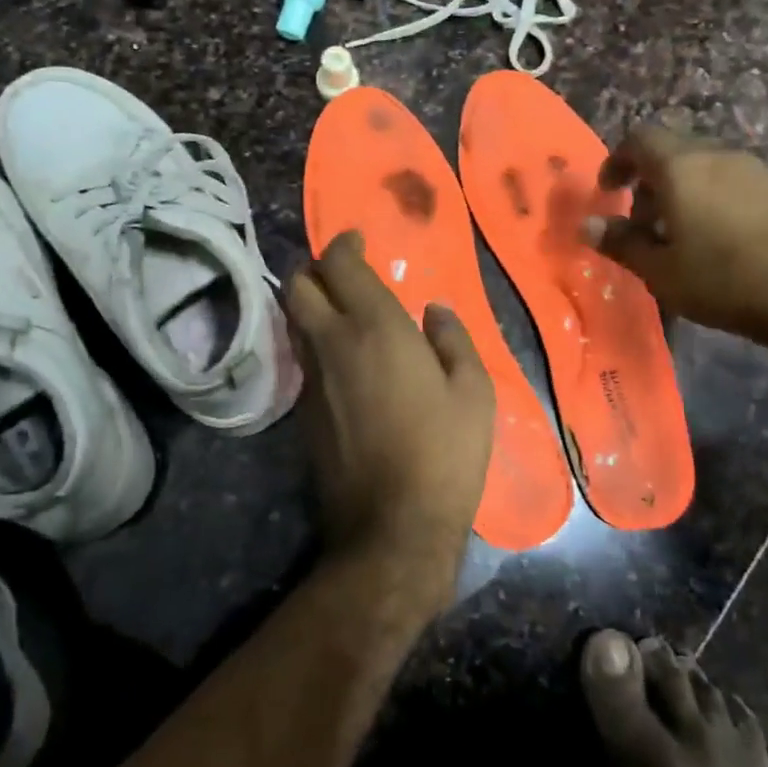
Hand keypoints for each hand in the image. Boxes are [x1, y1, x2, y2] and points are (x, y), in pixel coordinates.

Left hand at [286, 232, 494, 609]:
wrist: (392, 526)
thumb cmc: (444, 452)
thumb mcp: (473, 391)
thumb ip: (452, 339)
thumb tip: (435, 311)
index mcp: (374, 327)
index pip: (339, 264)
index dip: (343, 244)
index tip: (357, 240)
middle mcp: (331, 343)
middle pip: (298, 285)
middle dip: (314, 268)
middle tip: (341, 271)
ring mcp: (311, 378)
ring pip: (294, 321)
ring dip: (311, 304)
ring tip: (341, 310)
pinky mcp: (303, 411)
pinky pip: (303, 357)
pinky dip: (315, 341)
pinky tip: (344, 359)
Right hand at [585, 127, 767, 347]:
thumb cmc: (725, 279)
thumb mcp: (661, 270)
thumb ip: (621, 242)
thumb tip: (586, 225)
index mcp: (681, 167)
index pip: (639, 138)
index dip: (617, 161)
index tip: (608, 192)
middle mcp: (718, 155)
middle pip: (672, 151)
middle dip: (649, 182)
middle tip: (642, 224)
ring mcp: (756, 169)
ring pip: (704, 168)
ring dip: (682, 193)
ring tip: (679, 238)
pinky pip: (732, 183)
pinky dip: (712, 201)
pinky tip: (719, 243)